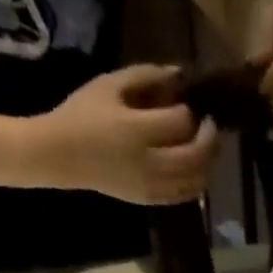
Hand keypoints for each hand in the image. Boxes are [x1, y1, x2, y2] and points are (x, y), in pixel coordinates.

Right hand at [25, 64, 215, 204]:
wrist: (62, 156)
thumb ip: (145, 75)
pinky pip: (185, 195)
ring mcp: (151, 185)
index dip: (189, 112)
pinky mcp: (151, 200)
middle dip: (209, 138)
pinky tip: (197, 169)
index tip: (189, 105)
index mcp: (135, 130)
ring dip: (208, 162)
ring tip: (206, 147)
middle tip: (210, 125)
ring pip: (195, 179)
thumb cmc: (83, 114)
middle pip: (195, 154)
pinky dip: (197, 182)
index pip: (180, 122)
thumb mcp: (109, 85)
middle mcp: (148, 162)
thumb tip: (179, 72)